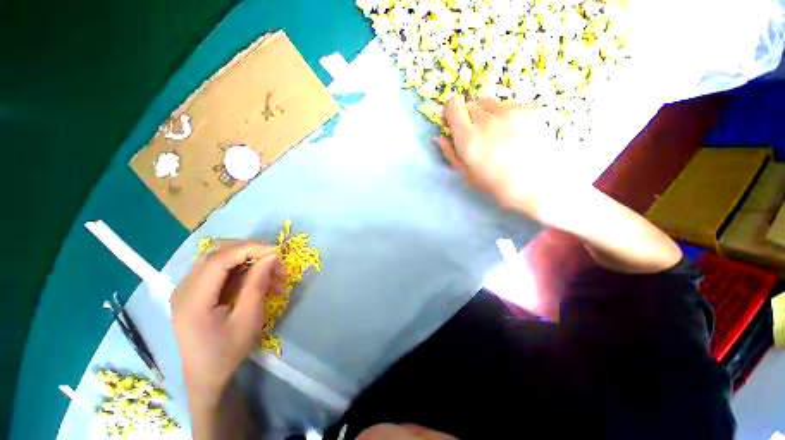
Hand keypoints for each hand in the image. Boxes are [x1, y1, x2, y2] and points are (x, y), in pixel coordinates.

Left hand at [171, 241, 282, 406]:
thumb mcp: (248, 319)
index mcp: (192, 300)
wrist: (205, 375)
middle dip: (250, 252)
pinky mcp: (193, 290)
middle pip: (216, 253)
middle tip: (274, 262)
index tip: (276, 252)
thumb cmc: (227, 351)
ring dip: (247, 259)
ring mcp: (186, 288)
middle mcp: (183, 288)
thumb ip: (257, 284)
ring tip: (271, 273)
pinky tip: (257, 279)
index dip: (249, 249)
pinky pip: (219, 269)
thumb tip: (271, 256)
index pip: (219, 259)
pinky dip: (241, 268)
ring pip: (219, 257)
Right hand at [437, 95, 570, 223]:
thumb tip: (438, 137)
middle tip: (479, 134)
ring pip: (489, 103)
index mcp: (468, 139)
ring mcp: (510, 111)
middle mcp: (487, 120)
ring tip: (498, 133)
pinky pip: (509, 105)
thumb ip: (450, 154)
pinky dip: (507, 116)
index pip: (453, 105)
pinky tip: (516, 133)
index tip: (454, 121)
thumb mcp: (467, 175)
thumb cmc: (497, 184)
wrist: (540, 182)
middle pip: (471, 104)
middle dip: (470, 116)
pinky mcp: (529, 108)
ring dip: (488, 114)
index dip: (451, 111)